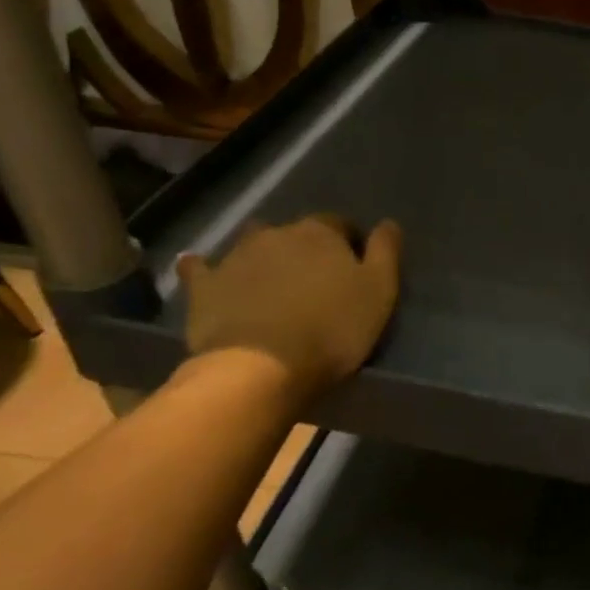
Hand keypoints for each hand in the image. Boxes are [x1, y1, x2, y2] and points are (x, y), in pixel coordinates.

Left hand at [175, 216, 401, 402]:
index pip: (340, 224)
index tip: (355, 268)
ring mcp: (235, 257)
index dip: (349, 243)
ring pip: (251, 244)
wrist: (262, 367)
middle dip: (305, 249)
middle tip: (315, 280)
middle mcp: (276, 234)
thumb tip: (388, 222)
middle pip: (295, 232)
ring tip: (271, 281)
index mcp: (320, 233)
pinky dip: (205, 268)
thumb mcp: (379, 291)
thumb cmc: (333, 328)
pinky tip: (204, 272)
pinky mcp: (204, 286)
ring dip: (262, 255)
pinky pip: (201, 268)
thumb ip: (385, 252)